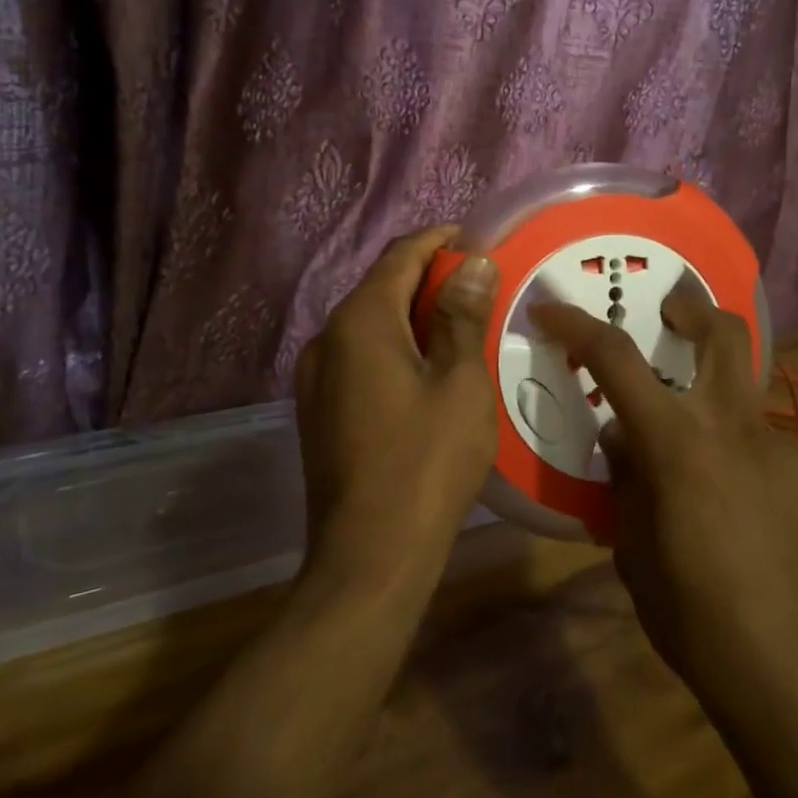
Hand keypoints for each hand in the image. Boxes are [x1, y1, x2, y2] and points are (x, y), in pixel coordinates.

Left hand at [294, 226, 500, 592]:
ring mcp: (316, 376)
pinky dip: (395, 347)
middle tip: (480, 287)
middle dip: (430, 279)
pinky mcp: (319, 409)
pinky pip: (360, 357)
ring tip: (462, 327)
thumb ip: (462, 315)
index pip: (400, 255)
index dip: (439, 241)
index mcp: (359, 321)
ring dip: (413, 315)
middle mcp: (327, 338)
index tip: (478, 241)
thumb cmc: (426, 463)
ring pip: (370, 324)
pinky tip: (428, 370)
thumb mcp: (460, 383)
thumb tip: (470, 261)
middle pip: (382, 287)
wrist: (369, 556)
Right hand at [530, 289, 797, 722]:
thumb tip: (624, 440)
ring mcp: (782, 452)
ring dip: (711, 395)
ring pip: (743, 395)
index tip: (550, 309)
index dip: (577, 326)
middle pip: (725, 335)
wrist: (797, 683)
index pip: (617, 360)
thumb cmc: (695, 619)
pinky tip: (732, 509)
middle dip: (693, 310)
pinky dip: (734, 453)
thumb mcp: (632, 550)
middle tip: (669, 311)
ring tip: (689, 450)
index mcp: (679, 443)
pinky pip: (762, 448)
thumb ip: (626, 481)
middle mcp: (735, 429)